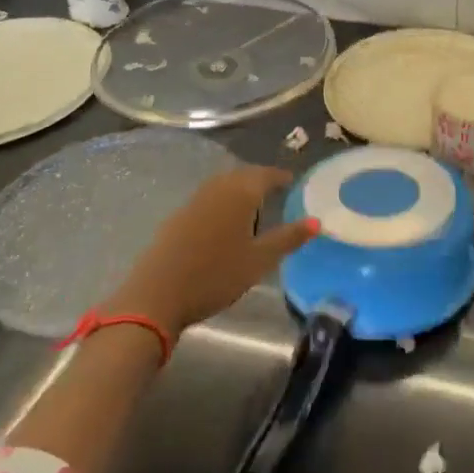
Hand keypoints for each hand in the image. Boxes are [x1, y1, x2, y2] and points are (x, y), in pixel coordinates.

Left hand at [108, 167, 317, 335]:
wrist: (156, 296)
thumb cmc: (216, 276)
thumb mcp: (259, 260)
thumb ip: (288, 238)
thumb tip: (316, 221)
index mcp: (238, 195)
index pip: (263, 175)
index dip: (279, 177)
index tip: (292, 181)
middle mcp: (214, 191)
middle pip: (240, 176)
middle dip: (258, 179)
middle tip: (275, 189)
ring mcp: (191, 204)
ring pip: (220, 186)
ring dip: (238, 189)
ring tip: (252, 204)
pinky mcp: (175, 220)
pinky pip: (206, 200)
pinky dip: (221, 202)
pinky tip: (224, 222)